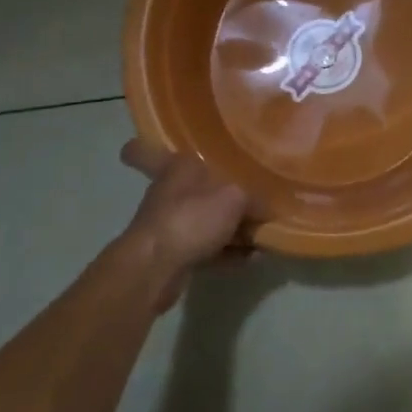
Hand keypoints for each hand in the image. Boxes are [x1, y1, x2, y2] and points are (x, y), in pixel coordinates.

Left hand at [118, 140, 253, 309]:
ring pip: (205, 219)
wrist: (155, 268)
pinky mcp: (174, 254)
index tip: (143, 144)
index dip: (146, 147)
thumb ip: (256, 199)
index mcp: (178, 166)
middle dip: (224, 194)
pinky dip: (227, 251)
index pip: (149, 150)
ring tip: (261, 234)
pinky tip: (251, 257)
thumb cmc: (192, 218)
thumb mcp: (235, 199)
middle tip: (254, 197)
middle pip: (198, 187)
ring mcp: (170, 224)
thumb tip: (268, 209)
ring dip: (231, 228)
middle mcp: (170, 192)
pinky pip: (207, 247)